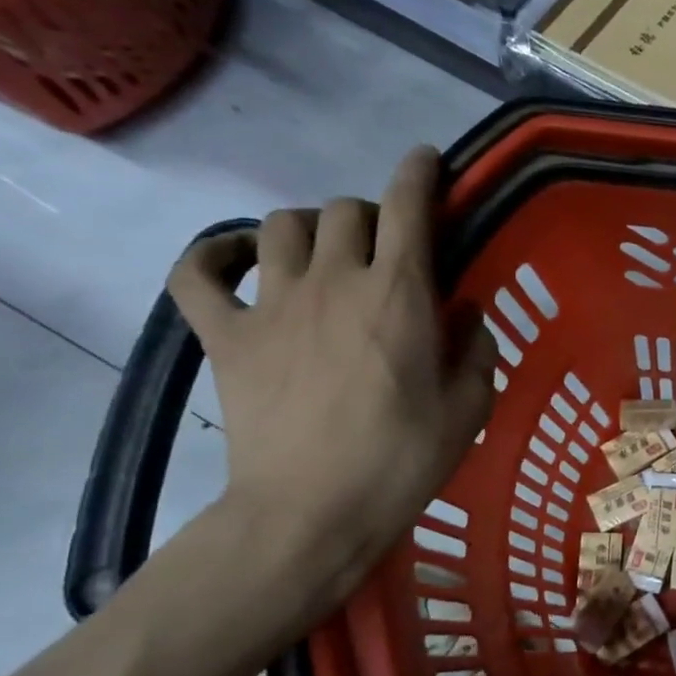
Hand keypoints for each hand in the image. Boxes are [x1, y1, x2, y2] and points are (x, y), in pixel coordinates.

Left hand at [169, 146, 496, 605]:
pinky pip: (199, 273)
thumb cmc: (404, 460)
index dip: (419, 172)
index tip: (428, 162)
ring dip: (309, 228)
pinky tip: (239, 261)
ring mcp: (273, 304)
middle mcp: (335, 281)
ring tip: (324, 255)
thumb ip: (476, 347)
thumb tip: (465, 313)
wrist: (311, 513)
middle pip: (345, 210)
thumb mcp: (470, 406)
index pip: (408, 206)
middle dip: (371, 215)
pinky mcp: (226, 335)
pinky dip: (216, 256)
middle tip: (386, 250)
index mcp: (399, 294)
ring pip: (281, 225)